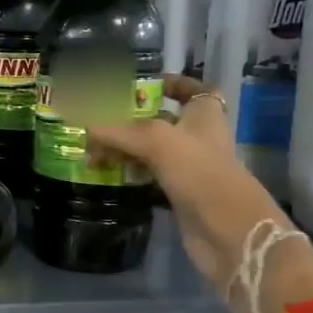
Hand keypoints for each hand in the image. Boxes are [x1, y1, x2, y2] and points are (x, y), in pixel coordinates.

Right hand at [86, 75, 286, 291]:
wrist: (227, 230)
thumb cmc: (199, 172)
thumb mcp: (157, 140)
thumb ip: (118, 131)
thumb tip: (85, 126)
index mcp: (204, 113)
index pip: (189, 88)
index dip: (168, 83)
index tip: (138, 85)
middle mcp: (197, 135)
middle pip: (160, 119)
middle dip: (128, 119)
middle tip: (96, 121)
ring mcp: (188, 166)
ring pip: (150, 149)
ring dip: (123, 148)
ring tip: (91, 151)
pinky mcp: (178, 192)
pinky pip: (148, 174)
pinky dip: (129, 172)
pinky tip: (106, 173)